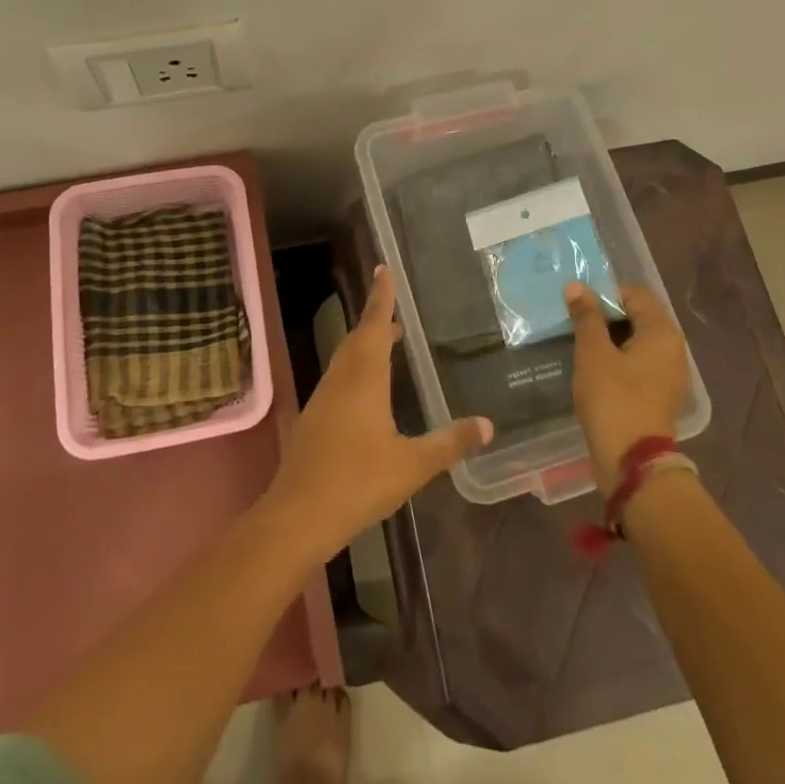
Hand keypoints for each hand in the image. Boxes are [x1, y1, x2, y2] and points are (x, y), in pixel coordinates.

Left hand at [263, 266, 492, 556]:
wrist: (298, 514)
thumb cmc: (357, 482)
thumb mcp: (412, 465)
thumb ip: (449, 443)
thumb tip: (487, 425)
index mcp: (364, 379)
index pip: (375, 326)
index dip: (381, 297)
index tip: (383, 269)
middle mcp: (341, 380)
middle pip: (358, 338)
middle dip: (376, 320)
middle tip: (395, 309)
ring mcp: (323, 399)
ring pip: (345, 359)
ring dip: (365, 344)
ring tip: (387, 344)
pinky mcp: (314, 419)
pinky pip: (339, 378)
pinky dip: (356, 369)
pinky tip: (367, 391)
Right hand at [567, 282, 691, 492]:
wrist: (632, 463)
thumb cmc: (613, 399)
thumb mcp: (593, 353)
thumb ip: (586, 316)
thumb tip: (576, 286)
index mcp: (663, 332)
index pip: (634, 293)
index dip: (604, 294)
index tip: (577, 306)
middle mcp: (673, 349)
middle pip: (637, 316)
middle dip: (605, 316)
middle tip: (573, 323)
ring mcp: (669, 374)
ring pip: (635, 341)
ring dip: (608, 339)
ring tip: (579, 344)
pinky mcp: (659, 394)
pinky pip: (637, 364)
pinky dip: (616, 360)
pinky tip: (593, 369)